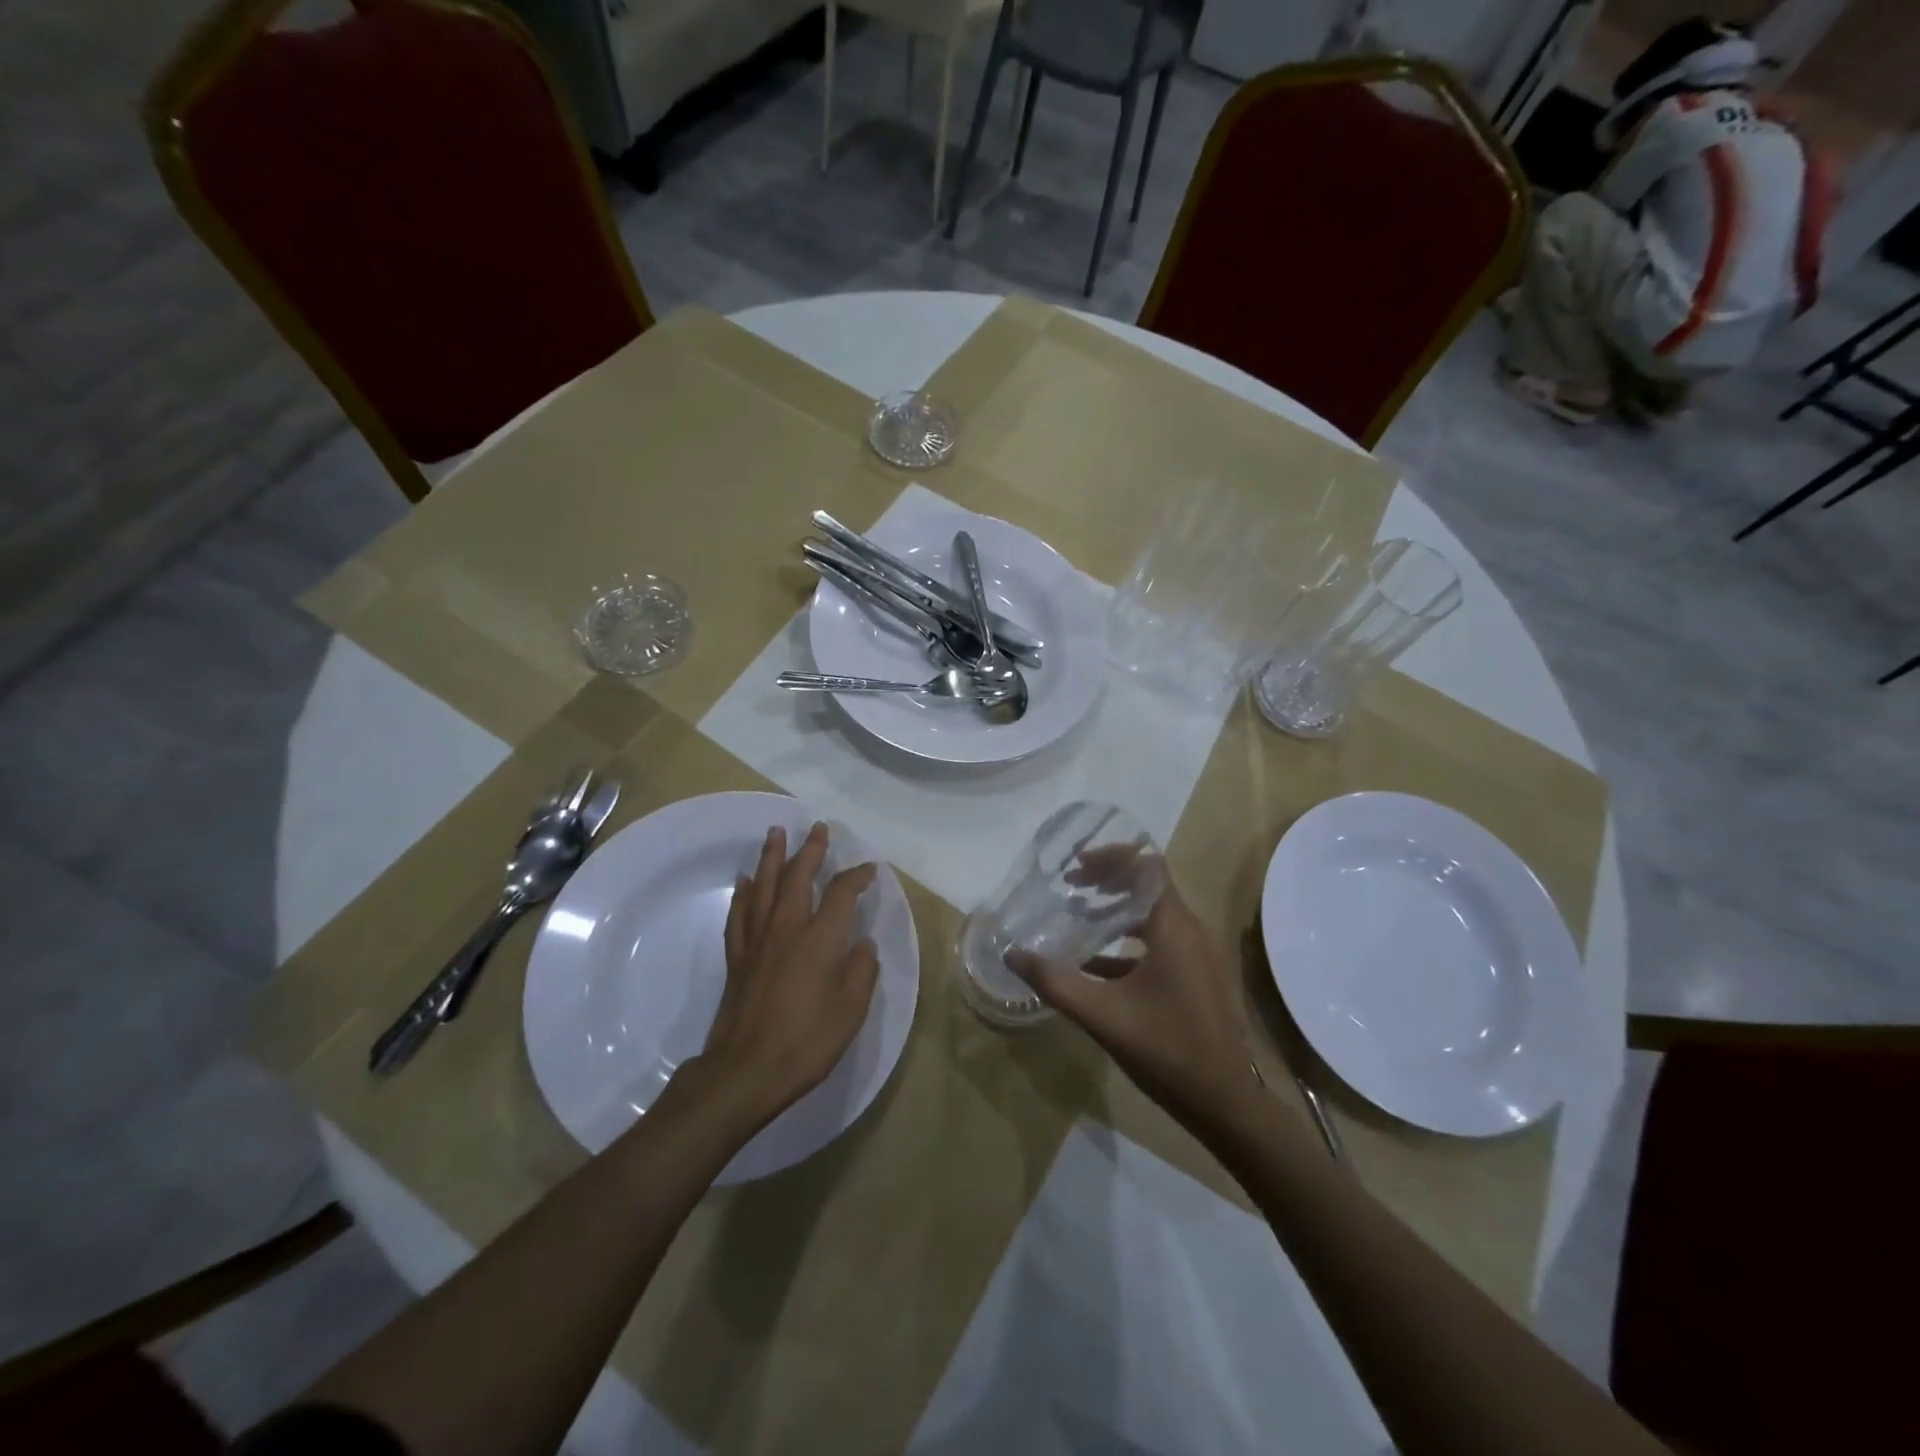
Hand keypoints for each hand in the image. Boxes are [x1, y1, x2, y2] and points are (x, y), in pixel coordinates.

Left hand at [697, 822, 878, 1129]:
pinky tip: (746, 881)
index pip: (842, 893)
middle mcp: (788, 928)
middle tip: (818, 828)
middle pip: (798, 877)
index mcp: (820, 938)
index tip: (869, 869)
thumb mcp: (851, 1009)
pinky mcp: (738, 957)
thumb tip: (862, 945)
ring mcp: (758, 940)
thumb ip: (861, 970)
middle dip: (810, 850)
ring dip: (772, 857)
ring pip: (764, 886)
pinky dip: (744, 893)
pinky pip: (740, 914)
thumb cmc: (807, 1041)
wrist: (747, 1070)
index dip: (858, 877)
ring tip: (775, 833)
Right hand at [1006, 880, 1255, 1133]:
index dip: (1113, 856)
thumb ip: (1055, 982)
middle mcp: (1191, 931)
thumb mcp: (1102, 1015)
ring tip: (1079, 915)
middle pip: (1150, 887)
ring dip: (1118, 911)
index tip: (1077, 865)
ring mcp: (1198, 956)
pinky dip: (1129, 942)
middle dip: (1110, 880)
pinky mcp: (1198, 977)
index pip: (1148, 866)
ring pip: (1154, 916)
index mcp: (1174, 928)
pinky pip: (1161, 943)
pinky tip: (1095, 964)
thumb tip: (1012, 955)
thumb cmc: (1166, 1050)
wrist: (1225, 1103)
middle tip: (1072, 884)